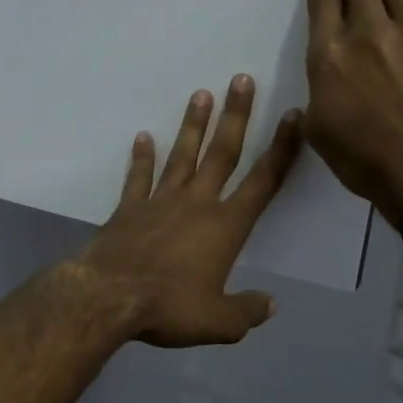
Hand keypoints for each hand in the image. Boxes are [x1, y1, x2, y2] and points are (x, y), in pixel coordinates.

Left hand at [70, 77, 301, 347]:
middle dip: (236, 116)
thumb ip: (247, 312)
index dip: (282, 149)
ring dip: (193, 125)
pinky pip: (138, 176)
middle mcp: (196, 203)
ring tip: (201, 94)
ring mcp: (159, 200)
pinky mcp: (129, 207)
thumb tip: (271, 305)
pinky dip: (141, 157)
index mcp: (225, 227)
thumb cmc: (169, 307)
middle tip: (242, 79)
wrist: (108, 297)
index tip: (293, 117)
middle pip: (222, 153)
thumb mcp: (218, 323)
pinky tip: (143, 137)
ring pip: (182, 155)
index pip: (263, 182)